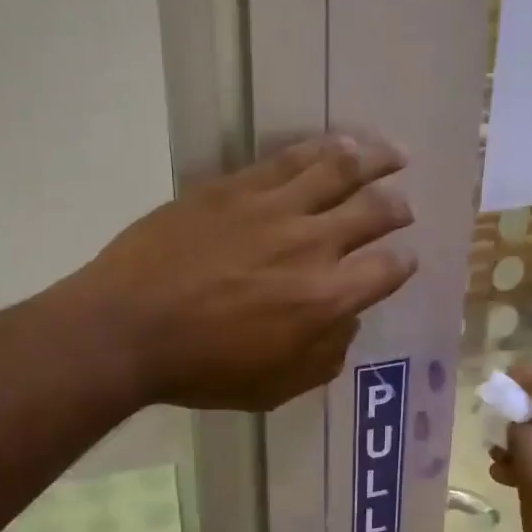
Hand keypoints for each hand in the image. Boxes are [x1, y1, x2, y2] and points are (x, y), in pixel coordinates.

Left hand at [70, 135, 416, 410]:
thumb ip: (323, 356)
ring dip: (375, 159)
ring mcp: (272, 208)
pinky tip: (337, 144)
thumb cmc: (201, 370)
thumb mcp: (274, 388)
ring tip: (393, 153)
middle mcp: (311, 244)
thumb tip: (346, 321)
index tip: (403, 260)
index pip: (387, 270)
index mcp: (325, 300)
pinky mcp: (234, 186)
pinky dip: (323, 148)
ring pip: (339, 169)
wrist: (127, 329)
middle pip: (375, 210)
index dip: (402, 264)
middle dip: (398, 207)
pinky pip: (290, 158)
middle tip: (404, 206)